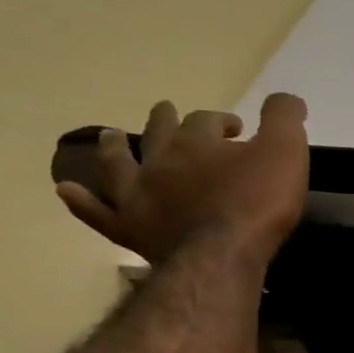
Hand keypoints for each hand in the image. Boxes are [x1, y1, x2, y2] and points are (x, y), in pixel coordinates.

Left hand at [57, 94, 309, 266]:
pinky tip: (67, 191)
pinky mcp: (130, 228)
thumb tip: (285, 99)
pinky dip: (82, 201)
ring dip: (114, 148)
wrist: (222, 253)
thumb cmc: (258, 202)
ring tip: (110, 135)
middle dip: (165, 120)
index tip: (239, 128)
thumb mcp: (286, 151)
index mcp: (198, 141)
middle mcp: (161, 160)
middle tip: (166, 111)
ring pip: (119, 164)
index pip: (206, 120)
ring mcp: (138, 195)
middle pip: (159, 133)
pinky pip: (98, 212)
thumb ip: (284, 119)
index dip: (221, 121)